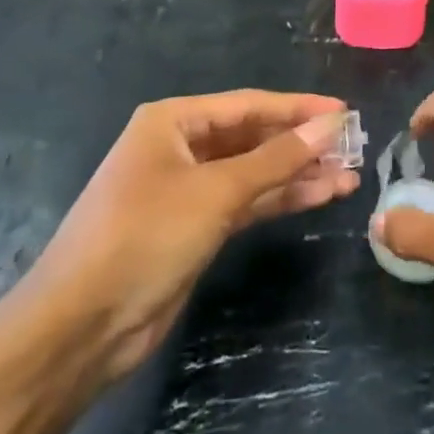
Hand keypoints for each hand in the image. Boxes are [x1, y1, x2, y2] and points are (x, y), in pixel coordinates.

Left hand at [31, 91, 358, 380]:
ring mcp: (187, 190)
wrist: (80, 328)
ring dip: (297, 174)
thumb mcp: (215, 191)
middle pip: (253, 137)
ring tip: (348, 175)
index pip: (248, 104)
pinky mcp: (194, 228)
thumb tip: (331, 123)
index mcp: (173, 121)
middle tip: (353, 147)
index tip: (345, 111)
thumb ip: (277, 157)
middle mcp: (180, 147)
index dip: (298, 107)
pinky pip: (246, 202)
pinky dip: (280, 199)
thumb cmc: (144, 236)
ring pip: (254, 172)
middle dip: (301, 143)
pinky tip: (319, 197)